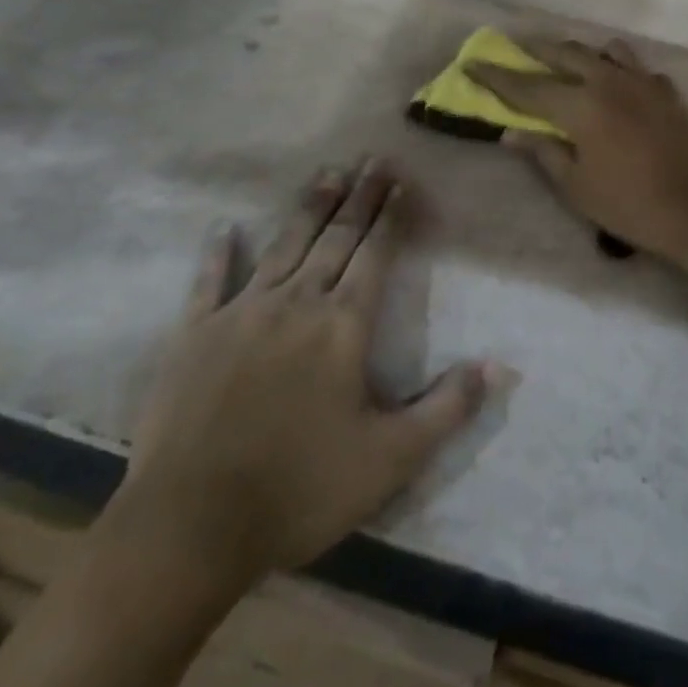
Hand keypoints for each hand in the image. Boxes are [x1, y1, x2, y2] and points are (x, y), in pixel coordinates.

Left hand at [109, 160, 493, 612]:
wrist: (189, 527)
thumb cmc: (300, 490)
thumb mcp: (391, 459)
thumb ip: (448, 408)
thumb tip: (498, 366)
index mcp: (343, 325)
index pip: (376, 254)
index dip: (392, 215)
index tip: (402, 180)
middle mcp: (297, 303)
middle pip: (336, 237)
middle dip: (359, 197)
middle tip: (373, 159)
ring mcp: (242, 313)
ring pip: (284, 246)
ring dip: (308, 208)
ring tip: (327, 173)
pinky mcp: (194, 334)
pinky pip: (209, 282)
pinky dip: (217, 253)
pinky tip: (223, 227)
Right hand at [468, 38, 687, 265]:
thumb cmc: (627, 204)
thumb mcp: (574, 185)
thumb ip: (542, 151)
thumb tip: (510, 132)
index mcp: (581, 105)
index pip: (528, 86)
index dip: (497, 77)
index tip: (473, 64)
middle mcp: (609, 81)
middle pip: (565, 53)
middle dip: (536, 49)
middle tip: (516, 47)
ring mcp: (642, 80)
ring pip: (605, 50)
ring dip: (581, 53)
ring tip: (570, 63)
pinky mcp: (666, 90)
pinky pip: (635, 68)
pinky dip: (619, 70)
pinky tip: (617, 88)